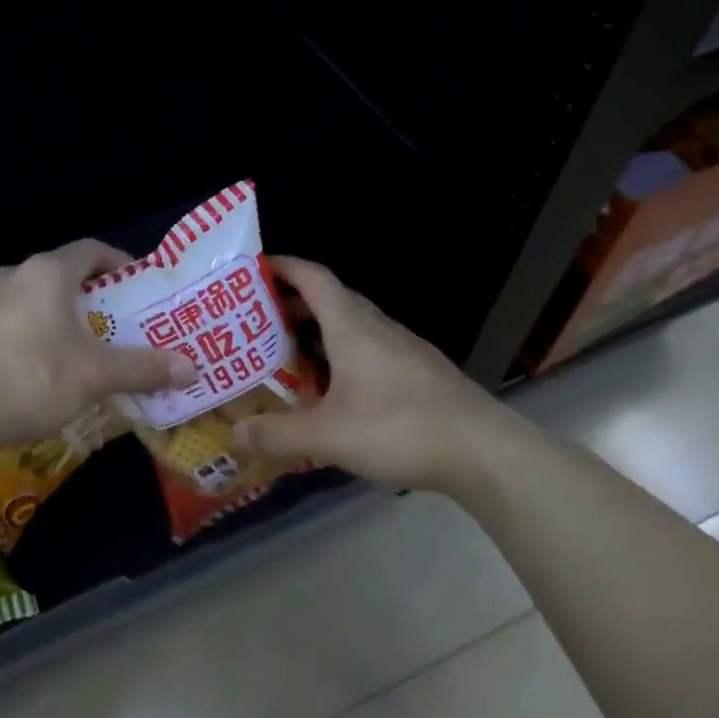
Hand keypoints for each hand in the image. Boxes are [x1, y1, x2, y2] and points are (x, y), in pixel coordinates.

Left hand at [0, 240, 196, 449]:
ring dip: (60, 313)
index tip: (137, 285)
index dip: (118, 263)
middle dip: (92, 294)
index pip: (90, 250)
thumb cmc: (34, 379)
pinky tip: (42, 363)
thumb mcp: (96, 375)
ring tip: (83, 343)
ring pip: (34, 296)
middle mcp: (14, 274)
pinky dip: (33, 329)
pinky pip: (11, 317)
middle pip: (62, 273)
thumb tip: (192, 369)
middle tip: (116, 320)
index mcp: (46, 272)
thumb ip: (143, 367)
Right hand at [232, 257, 538, 494]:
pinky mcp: (420, 372)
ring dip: (320, 330)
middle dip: (293, 302)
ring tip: (289, 353)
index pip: (314, 277)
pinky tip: (336, 388)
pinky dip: (344, 354)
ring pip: (354, 325)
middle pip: (332, 299)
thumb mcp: (329, 436)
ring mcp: (404, 348)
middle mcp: (378, 328)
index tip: (255, 268)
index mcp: (352, 328)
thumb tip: (234, 433)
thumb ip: (278, 434)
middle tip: (258, 320)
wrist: (484, 451)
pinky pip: (371, 348)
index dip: (284, 266)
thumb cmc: (400, 428)